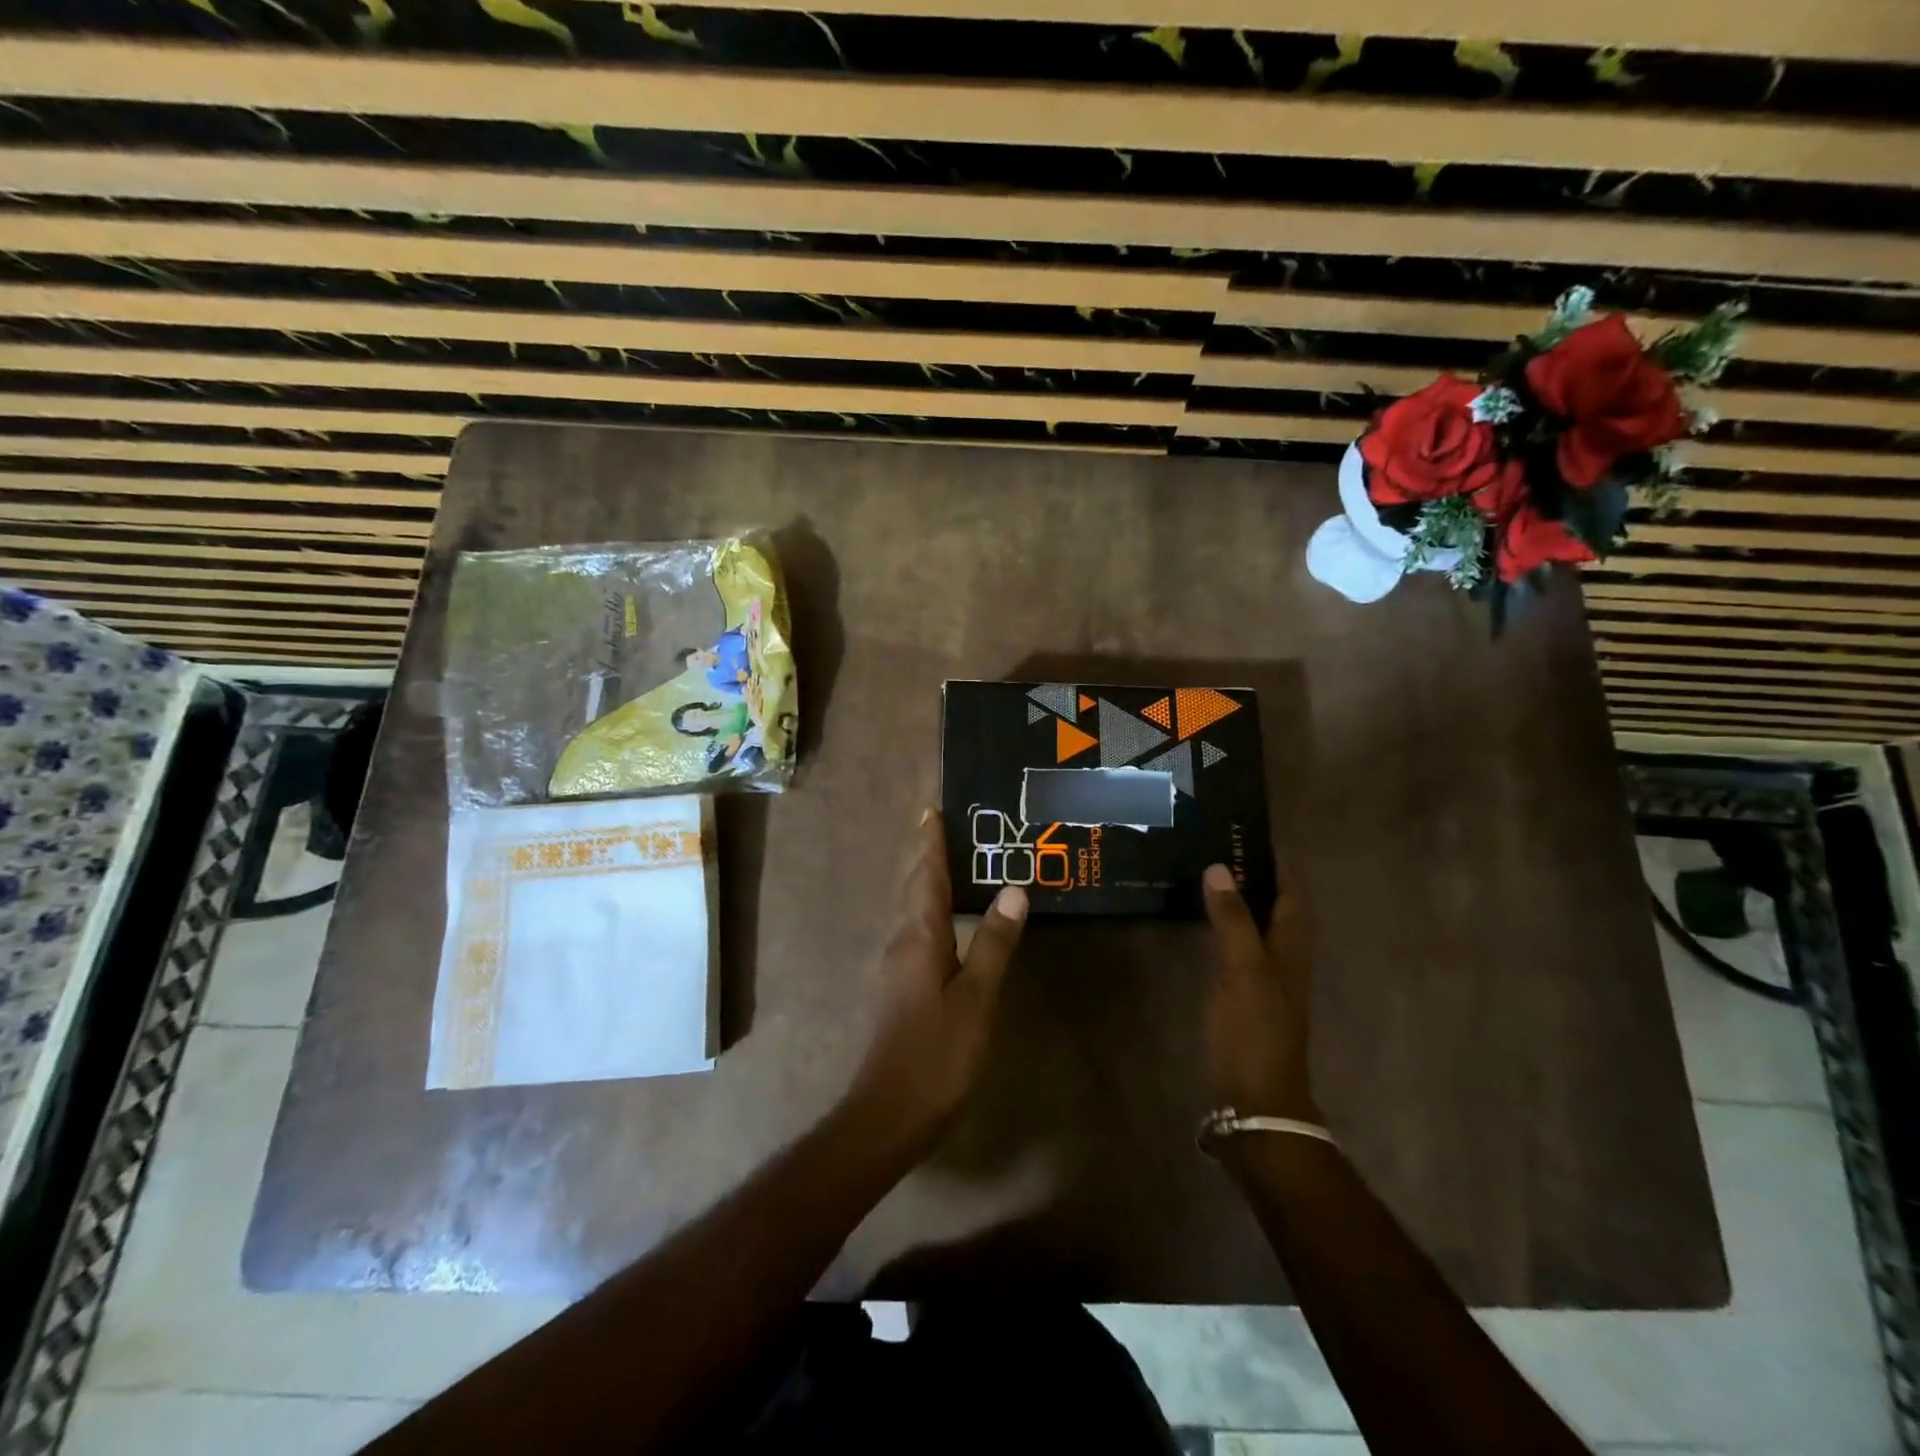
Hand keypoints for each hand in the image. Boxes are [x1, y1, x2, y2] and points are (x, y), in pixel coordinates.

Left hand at [845, 809, 1028, 1155]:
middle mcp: (902, 942)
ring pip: (915, 911)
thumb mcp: (976, 997)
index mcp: (919, 936)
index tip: (931, 807)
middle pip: (915, 887)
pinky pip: (919, 933)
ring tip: (956, 864)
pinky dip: (934, 912)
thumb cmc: (936, 1053)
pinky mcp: (901, 988)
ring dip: (930, 882)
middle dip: (929, 855)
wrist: (889, 1113)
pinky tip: (953, 923)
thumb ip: (994, 942)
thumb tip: (1014, 888)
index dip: (930, 842)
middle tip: (949, 826)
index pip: (925, 876)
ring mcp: (897, 966)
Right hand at [1202, 861, 1318, 1121]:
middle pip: (1275, 902)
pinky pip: (1239, 943)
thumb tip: (1219, 867)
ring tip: (1206, 869)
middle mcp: (1284, 955)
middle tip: (1217, 842)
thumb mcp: (1243, 970)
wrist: (1255, 1098)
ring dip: (1238, 896)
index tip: (1248, 829)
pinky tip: (1201, 917)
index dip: (1276, 860)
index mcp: (1292, 945)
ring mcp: (1266, 975)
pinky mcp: (1246, 992)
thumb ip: (1232, 919)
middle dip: (1253, 872)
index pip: (1291, 890)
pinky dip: (1226, 922)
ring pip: (1257, 922)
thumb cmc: (1254, 1030)